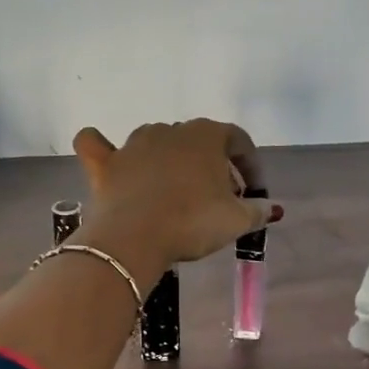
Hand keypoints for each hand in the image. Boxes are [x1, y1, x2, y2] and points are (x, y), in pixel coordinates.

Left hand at [72, 120, 282, 268]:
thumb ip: (257, 210)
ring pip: (157, 142)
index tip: (253, 193)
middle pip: (198, 142)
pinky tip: (108, 157)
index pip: (238, 140)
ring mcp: (134, 144)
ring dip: (170, 161)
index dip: (250, 165)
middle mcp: (170, 131)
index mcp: (206, 135)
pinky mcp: (105, 164)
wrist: (134, 238)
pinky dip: (101, 148)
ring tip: (178, 193)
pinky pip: (97, 145)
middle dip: (213, 167)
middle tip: (219, 200)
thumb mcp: (236, 221)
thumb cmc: (192, 223)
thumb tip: (270, 208)